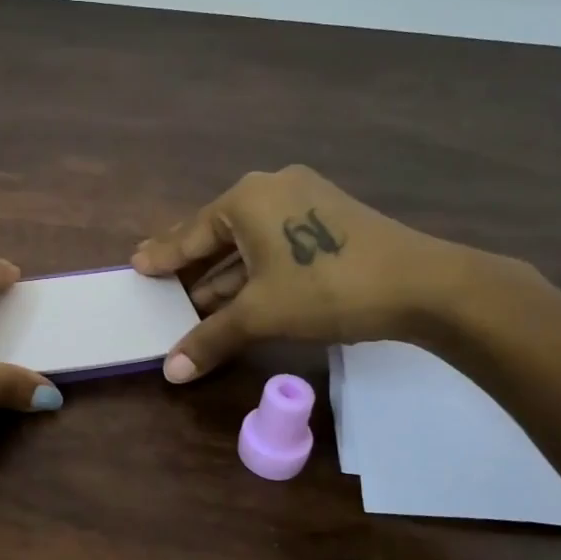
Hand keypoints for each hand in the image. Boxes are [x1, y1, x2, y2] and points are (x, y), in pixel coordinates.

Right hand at [132, 166, 488, 381]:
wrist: (423, 285)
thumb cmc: (326, 288)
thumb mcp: (261, 314)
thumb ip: (210, 338)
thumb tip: (169, 372)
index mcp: (247, 198)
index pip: (191, 233)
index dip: (163, 255)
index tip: (138, 265)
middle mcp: (272, 187)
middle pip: (219, 233)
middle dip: (193, 266)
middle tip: (162, 282)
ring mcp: (305, 199)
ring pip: (250, 240)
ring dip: (225, 274)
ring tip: (195, 302)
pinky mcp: (329, 217)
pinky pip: (276, 242)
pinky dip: (255, 269)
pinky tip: (241, 295)